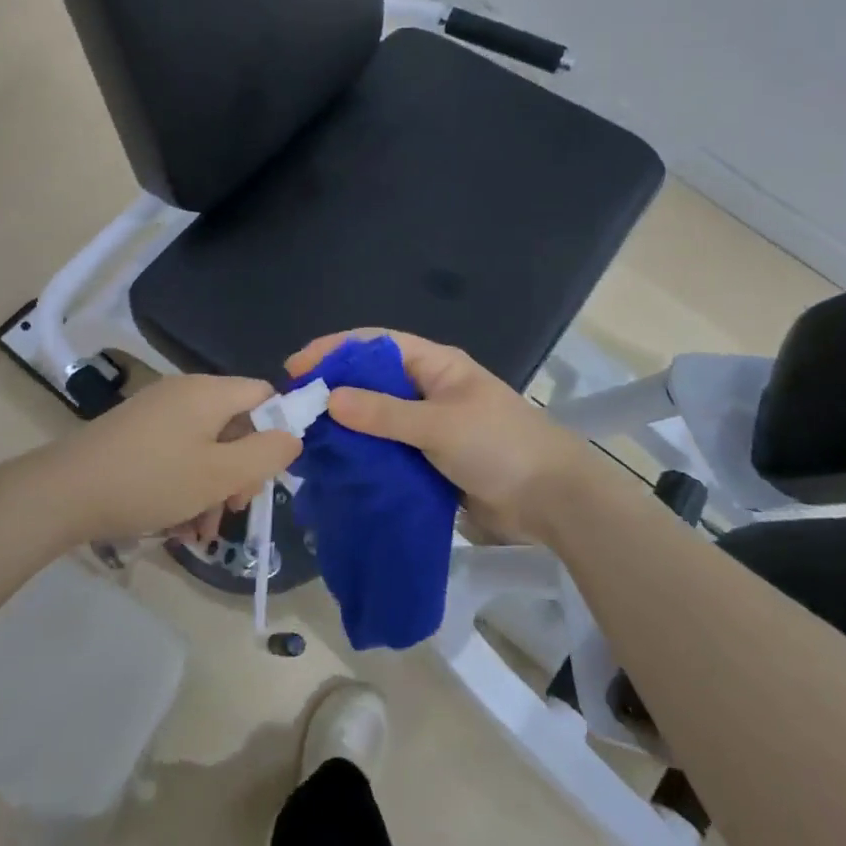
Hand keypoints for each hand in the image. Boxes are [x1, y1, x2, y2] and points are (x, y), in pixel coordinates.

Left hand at [51, 374, 301, 541]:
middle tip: (233, 508)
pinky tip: (178, 525)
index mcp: (209, 392)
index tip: (271, 472)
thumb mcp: (220, 473)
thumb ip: (266, 454)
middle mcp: (184, 393)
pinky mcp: (135, 435)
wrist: (63, 493)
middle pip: (234, 425)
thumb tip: (294, 436)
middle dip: (241, 470)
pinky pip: (177, 455)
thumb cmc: (152, 480)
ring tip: (202, 531)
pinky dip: (185, 485)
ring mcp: (156, 414)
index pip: (264, 395)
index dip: (278, 429)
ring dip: (212, 488)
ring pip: (205, 447)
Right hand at [286, 330, 594, 538]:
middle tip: (293, 407)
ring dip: (343, 425)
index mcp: (435, 365)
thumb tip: (329, 399)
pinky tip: (334, 465)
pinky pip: (386, 450)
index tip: (295, 368)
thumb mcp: (440, 425)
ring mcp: (427, 426)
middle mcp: (427, 389)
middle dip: (332, 388)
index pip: (375, 344)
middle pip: (371, 379)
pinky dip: (361, 454)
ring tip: (304, 437)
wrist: (552, 502)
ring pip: (375, 417)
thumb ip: (384, 413)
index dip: (334, 350)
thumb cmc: (500, 447)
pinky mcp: (427, 459)